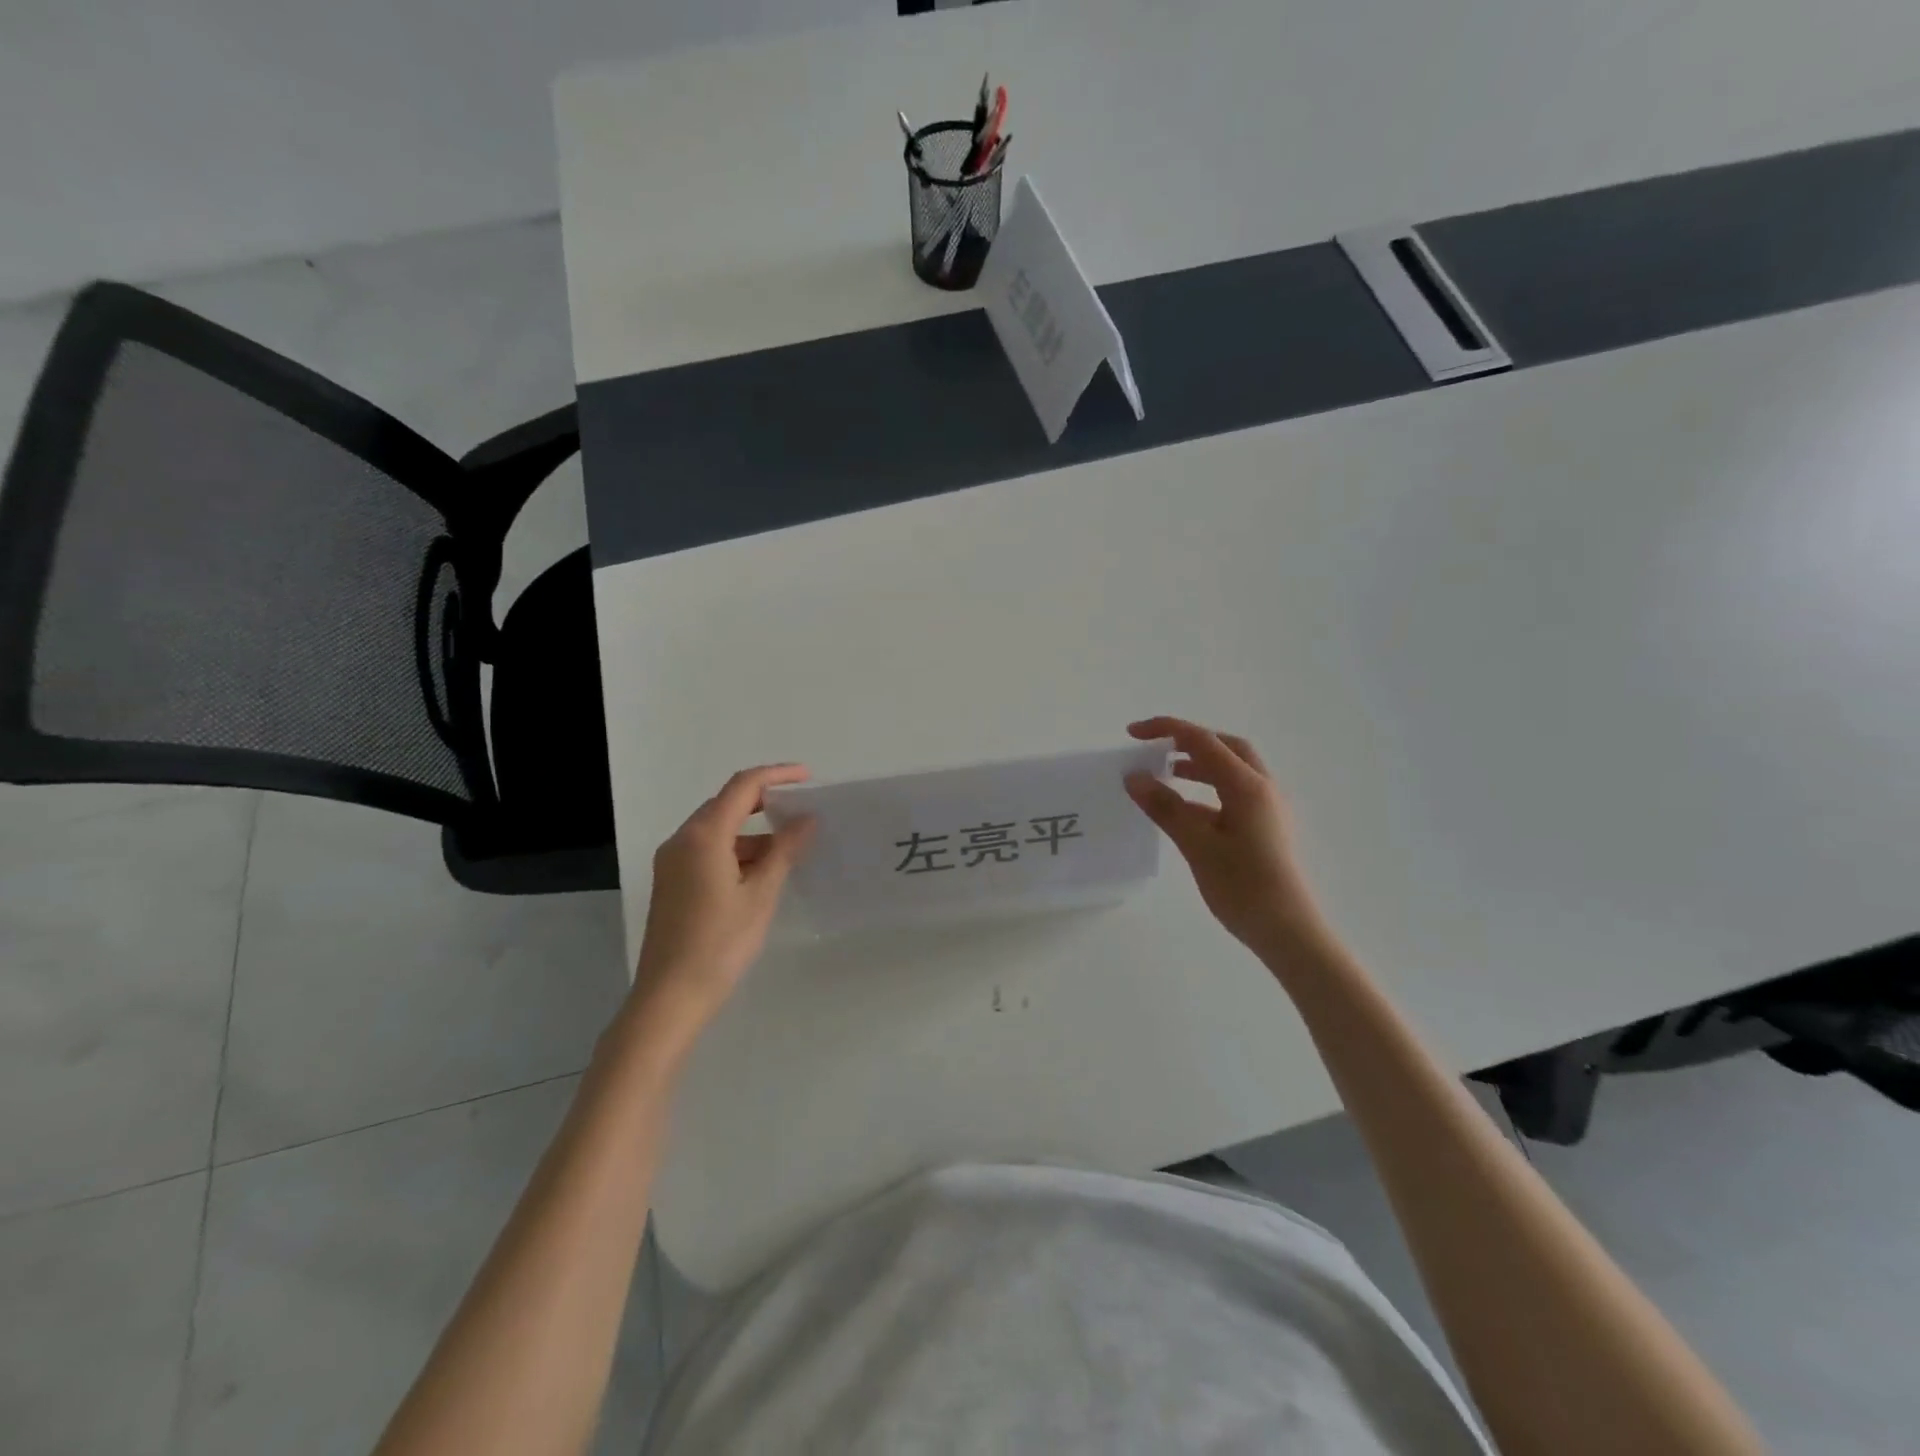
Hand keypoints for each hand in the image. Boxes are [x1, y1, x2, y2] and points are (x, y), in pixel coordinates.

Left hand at [632, 764, 813, 1026]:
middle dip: (764, 802)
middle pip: (726, 804)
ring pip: (716, 830)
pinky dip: (735, 851)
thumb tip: (806, 819)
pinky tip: (759, 873)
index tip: (808, 778)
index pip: (743, 787)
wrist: (670, 997)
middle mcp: (682, 840)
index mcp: (703, 836)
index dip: (776, 775)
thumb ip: (784, 850)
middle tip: (800, 811)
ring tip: (788, 850)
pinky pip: (706, 850)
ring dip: (751, 832)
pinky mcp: (670, 882)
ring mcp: (671, 862)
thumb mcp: (760, 894)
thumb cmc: (720, 943)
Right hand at [1124, 717, 1330, 959]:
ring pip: (1231, 772)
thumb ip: (1166, 807)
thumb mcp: (1197, 845)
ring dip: (1198, 766)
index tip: (1132, 733)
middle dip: (1189, 741)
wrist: (1289, 932)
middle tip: (1156, 749)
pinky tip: (1184, 811)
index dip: (1166, 730)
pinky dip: (1207, 792)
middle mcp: (1262, 789)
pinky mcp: (1265, 829)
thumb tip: (1134, 777)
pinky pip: (1233, 796)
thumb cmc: (1243, 887)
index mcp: (1248, 786)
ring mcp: (1267, 809)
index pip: (1203, 741)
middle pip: (1226, 748)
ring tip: (1165, 775)